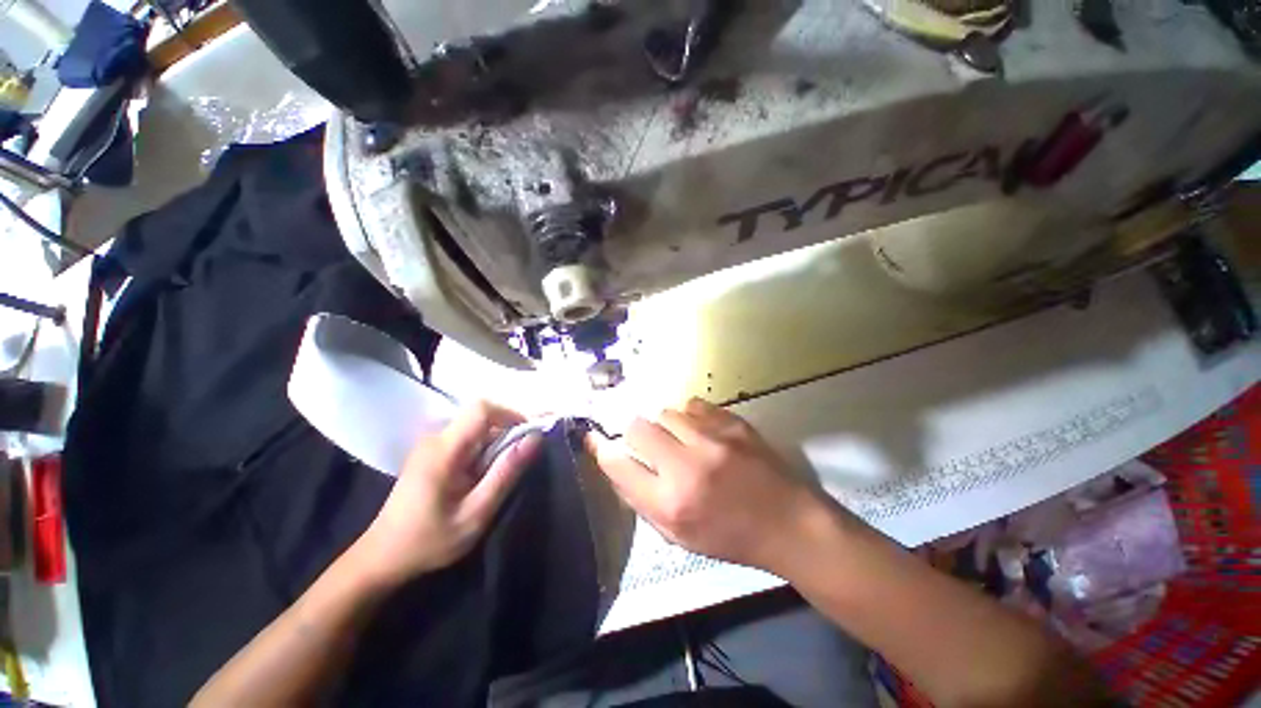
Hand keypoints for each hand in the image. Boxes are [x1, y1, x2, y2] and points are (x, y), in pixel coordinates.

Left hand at [351, 401, 542, 586]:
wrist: (382, 558)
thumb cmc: (429, 540)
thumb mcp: (476, 513)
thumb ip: (506, 473)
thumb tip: (535, 438)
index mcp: (444, 449)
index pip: (482, 408)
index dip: (511, 414)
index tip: (528, 436)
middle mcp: (435, 439)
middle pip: (480, 416)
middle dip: (506, 431)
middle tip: (518, 462)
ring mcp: (431, 445)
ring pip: (475, 427)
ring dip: (496, 442)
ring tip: (500, 473)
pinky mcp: (431, 453)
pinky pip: (466, 438)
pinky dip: (483, 449)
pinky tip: (481, 476)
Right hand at [589, 398, 828, 573]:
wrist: (788, 522)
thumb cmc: (730, 537)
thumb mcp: (678, 535)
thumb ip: (641, 500)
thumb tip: (616, 464)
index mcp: (670, 504)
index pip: (617, 464)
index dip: (602, 448)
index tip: (597, 439)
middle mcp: (686, 467)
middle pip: (637, 427)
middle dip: (634, 433)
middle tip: (648, 444)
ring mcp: (712, 440)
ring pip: (665, 412)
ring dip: (665, 425)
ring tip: (681, 439)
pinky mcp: (733, 423)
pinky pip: (694, 405)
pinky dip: (690, 416)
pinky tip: (701, 430)